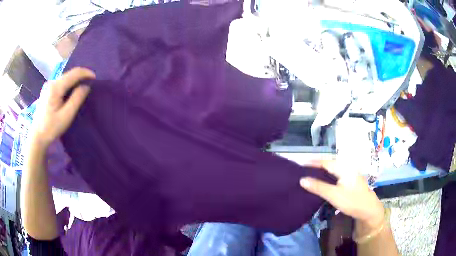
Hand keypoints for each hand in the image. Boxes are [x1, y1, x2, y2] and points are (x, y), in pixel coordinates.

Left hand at [30, 67, 94, 148]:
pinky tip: (70, 93)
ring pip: (65, 78)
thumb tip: (86, 86)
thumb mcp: (66, 116)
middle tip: (89, 85)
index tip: (95, 79)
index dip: (86, 73)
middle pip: (69, 74)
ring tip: (81, 89)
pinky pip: (61, 83)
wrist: (37, 136)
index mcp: (56, 87)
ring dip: (75, 81)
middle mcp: (52, 82)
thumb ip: (77, 99)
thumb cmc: (51, 128)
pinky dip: (68, 85)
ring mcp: (48, 85)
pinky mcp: (47, 90)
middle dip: (81, 77)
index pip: (74, 73)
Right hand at [300, 161, 384, 229]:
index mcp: (343, 168)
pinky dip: (327, 178)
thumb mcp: (334, 195)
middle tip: (302, 171)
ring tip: (309, 176)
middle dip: (315, 167)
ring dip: (321, 173)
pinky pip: (335, 176)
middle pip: (328, 165)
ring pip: (332, 171)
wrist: (368, 209)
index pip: (324, 162)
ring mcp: (349, 175)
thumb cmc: (352, 201)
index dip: (312, 162)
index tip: (299, 164)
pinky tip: (322, 183)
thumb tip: (302, 179)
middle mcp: (347, 168)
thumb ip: (318, 187)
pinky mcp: (350, 182)